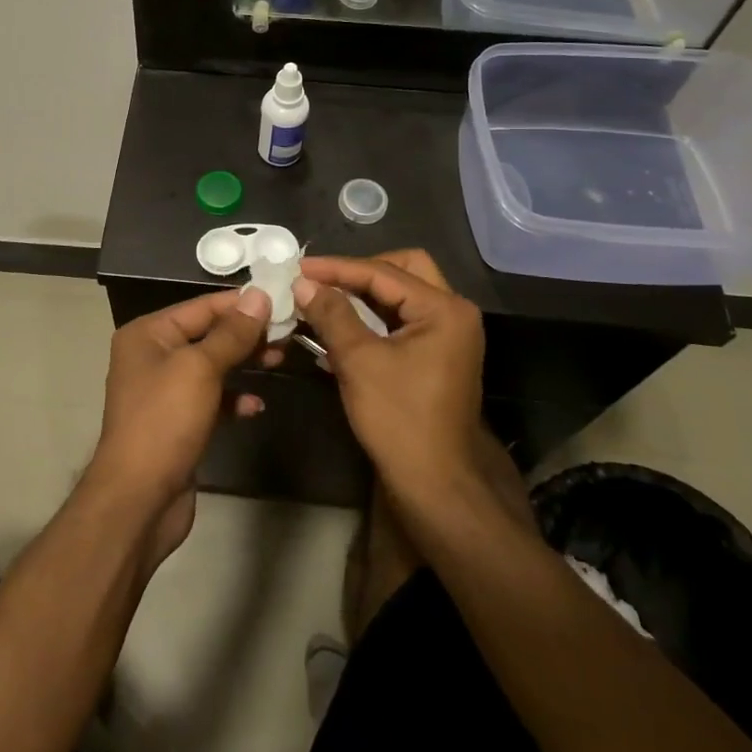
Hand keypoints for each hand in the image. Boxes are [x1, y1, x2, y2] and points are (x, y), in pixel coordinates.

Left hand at [90, 287, 269, 564]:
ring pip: (212, 366)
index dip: (241, 302)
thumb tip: (259, 296)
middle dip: (246, 333)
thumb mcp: (200, 368)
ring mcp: (164, 391)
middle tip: (289, 331)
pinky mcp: (178, 422)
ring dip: (245, 362)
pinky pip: (211, 399)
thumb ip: (232, 333)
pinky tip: (256, 405)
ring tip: (281, 358)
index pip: (201, 306)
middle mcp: (152, 356)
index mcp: (148, 334)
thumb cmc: (165, 421)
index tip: (282, 298)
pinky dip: (233, 398)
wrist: (139, 499)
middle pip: (208, 334)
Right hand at [295, 250, 484, 494]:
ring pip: (402, 294)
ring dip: (364, 294)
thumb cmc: (399, 419)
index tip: (298, 267)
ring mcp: (449, 334)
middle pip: (403, 270)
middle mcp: (453, 313)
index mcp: (444, 309)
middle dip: (359, 272)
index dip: (337, 268)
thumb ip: (332, 314)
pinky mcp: (438, 353)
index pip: (383, 272)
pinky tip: (341, 322)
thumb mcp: (359, 361)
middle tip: (323, 280)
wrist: (435, 483)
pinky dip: (373, 316)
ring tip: (324, 296)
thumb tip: (303, 282)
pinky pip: (403, 319)